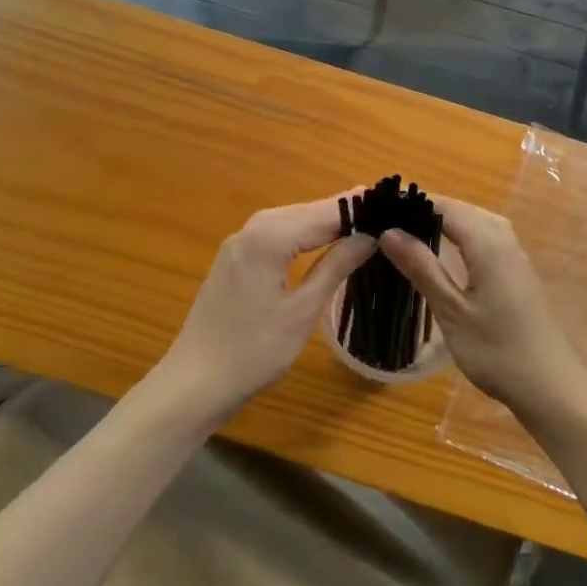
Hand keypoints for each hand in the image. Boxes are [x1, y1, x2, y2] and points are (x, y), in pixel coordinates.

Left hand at [158, 197, 374, 424]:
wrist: (194, 384)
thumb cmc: (253, 352)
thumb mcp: (302, 311)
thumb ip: (334, 267)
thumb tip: (368, 237)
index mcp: (269, 238)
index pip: (324, 214)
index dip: (358, 208)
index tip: (393, 201)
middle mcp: (251, 229)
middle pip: (306, 211)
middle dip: (343, 211)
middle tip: (384, 212)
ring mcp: (238, 243)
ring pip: (290, 220)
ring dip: (323, 221)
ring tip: (362, 223)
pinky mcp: (233, 258)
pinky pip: (275, 234)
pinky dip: (302, 234)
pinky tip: (321, 241)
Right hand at [378, 198, 586, 425]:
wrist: (551, 387)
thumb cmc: (497, 350)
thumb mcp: (452, 310)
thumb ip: (422, 267)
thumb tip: (388, 231)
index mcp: (487, 241)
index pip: (443, 205)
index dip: (411, 203)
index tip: (377, 209)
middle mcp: (503, 238)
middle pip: (459, 210)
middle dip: (423, 211)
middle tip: (385, 225)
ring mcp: (513, 254)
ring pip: (472, 223)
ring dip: (441, 224)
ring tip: (406, 236)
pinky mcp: (516, 271)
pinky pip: (483, 238)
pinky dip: (458, 238)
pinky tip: (442, 256)